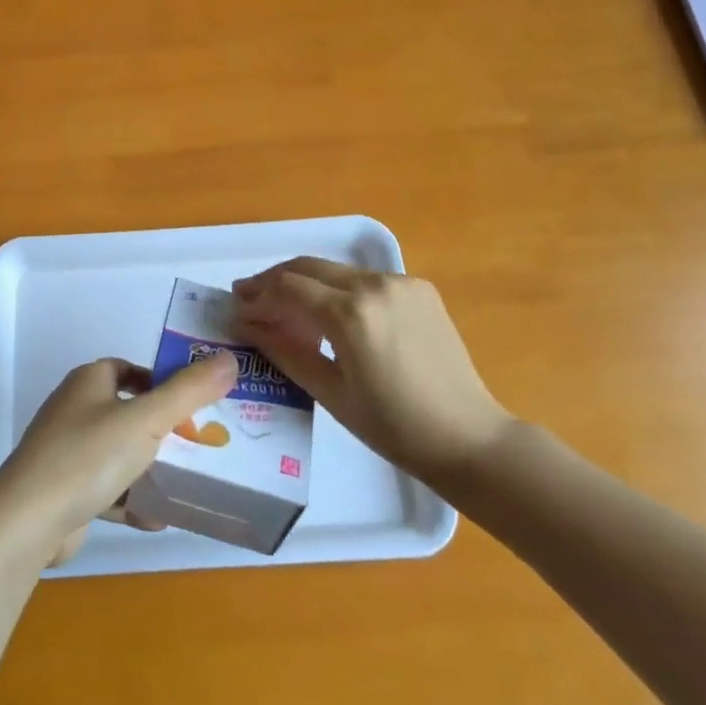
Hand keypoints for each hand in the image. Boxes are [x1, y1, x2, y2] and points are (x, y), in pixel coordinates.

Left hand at [0, 354, 238, 564]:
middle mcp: (76, 409)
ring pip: (120, 453)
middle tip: (200, 445)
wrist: (27, 522)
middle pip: (130, 412)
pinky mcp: (65, 490)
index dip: (164, 382)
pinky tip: (158, 518)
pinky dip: (131, 500)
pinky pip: (107, 489)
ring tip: (188, 482)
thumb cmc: (88, 456)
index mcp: (89, 381)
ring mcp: (67, 451)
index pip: (132, 370)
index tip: (196, 405)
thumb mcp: (146, 419)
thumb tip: (229, 359)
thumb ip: (189, 391)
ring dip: (150, 468)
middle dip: (164, 429)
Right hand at [233, 258, 511, 482]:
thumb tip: (246, 324)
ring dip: (305, 283)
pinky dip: (339, 290)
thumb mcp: (329, 392)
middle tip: (249, 298)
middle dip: (274, 280)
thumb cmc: (393, 427)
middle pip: (308, 267)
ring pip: (336, 270)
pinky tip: (330, 314)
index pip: (288, 287)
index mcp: (351, 314)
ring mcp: (400, 281)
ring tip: (284, 308)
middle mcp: (374, 284)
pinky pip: (364, 279)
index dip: (257, 295)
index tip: (236, 307)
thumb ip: (284, 350)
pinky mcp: (418, 287)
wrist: (469, 437)